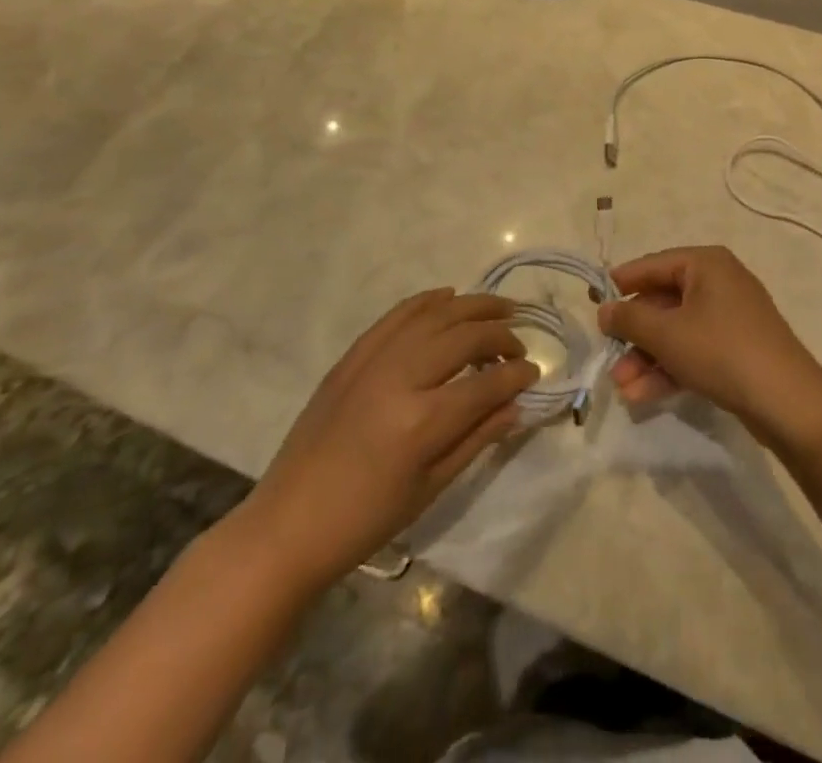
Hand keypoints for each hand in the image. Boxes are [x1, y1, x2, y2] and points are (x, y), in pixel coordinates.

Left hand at [241, 289, 536, 585]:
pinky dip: (426, 301)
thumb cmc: (365, 520)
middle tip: (518, 345)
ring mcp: (372, 361)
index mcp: (421, 422)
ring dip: (472, 306)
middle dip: (501, 336)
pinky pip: (396, 315)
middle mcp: (400, 378)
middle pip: (464, 337)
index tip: (533, 373)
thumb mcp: (430, 489)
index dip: (516, 375)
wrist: (288, 525)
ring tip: (500, 308)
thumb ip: (477, 438)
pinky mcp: (352, 356)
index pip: (486, 383)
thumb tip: (517, 404)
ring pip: (434, 315)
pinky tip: (448, 296)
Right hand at [597, 246, 821, 448]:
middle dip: (634, 334)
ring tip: (621, 387)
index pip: (653, 265)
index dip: (621, 283)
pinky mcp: (737, 350)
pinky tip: (642, 395)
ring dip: (647, 357)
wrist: (787, 402)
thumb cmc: (721, 351)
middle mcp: (719, 282)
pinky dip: (669, 368)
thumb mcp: (666, 333)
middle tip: (607, 356)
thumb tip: (604, 309)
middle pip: (664, 301)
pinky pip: (694, 351)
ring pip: (677, 331)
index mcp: (706, 263)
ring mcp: (730, 318)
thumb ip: (629, 318)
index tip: (593, 302)